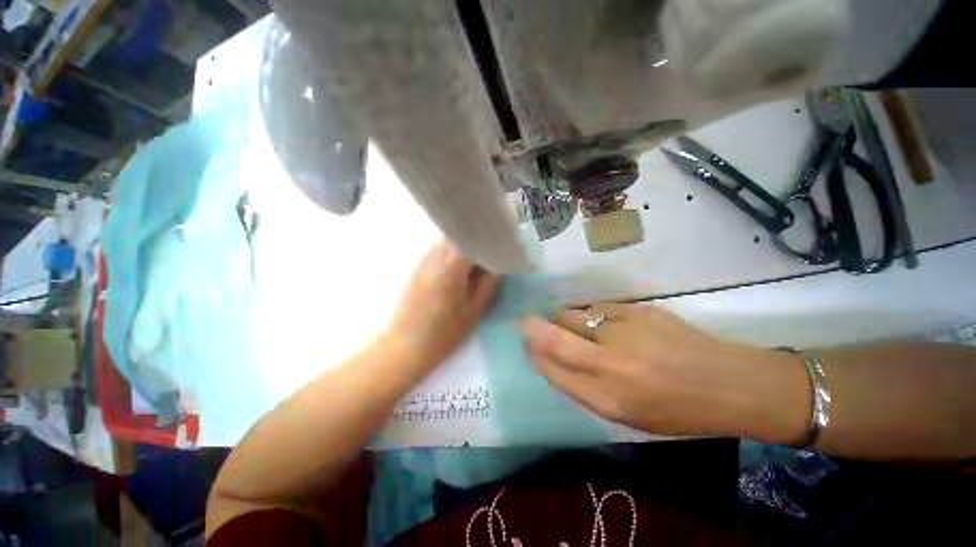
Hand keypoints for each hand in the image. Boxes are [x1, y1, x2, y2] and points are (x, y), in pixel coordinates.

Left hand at [386, 240, 498, 369]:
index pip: (471, 243)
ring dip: (460, 250)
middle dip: (473, 246)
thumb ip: (486, 286)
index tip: (495, 254)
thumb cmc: (444, 333)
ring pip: (445, 244)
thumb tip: (495, 269)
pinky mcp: (415, 270)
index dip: (485, 246)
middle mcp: (435, 259)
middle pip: (457, 239)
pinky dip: (448, 256)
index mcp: (451, 269)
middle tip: (484, 262)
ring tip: (470, 267)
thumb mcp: (473, 312)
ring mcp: (422, 263)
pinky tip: (453, 273)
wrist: (407, 345)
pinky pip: (435, 253)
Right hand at [519, 303, 808, 440]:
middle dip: (533, 327)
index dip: (534, 353)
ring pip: (574, 316)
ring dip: (562, 318)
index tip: (525, 343)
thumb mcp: (625, 413)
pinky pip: (598, 308)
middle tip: (525, 320)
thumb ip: (584, 386)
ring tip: (567, 321)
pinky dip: (590, 313)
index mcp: (607, 399)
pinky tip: (601, 320)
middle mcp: (610, 365)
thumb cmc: (675, 409)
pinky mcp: (639, 311)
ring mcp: (625, 333)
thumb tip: (551, 359)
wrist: (730, 384)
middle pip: (556, 338)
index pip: (553, 370)